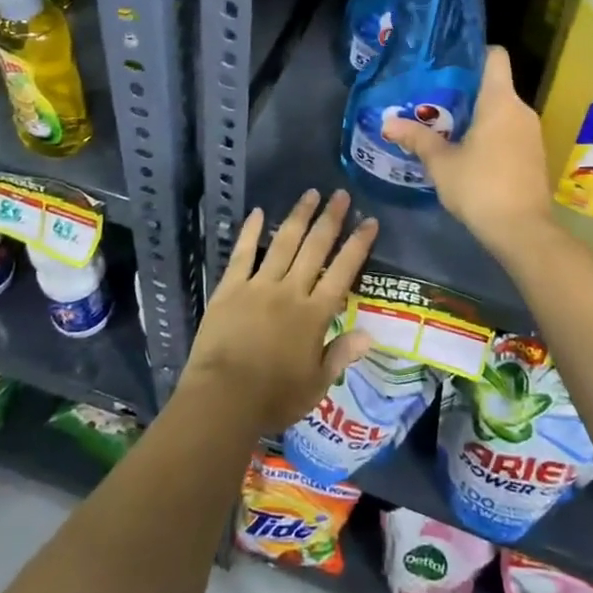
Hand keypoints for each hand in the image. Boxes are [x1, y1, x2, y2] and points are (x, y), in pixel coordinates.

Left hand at [179, 188, 377, 437]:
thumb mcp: (315, 385)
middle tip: (341, 194)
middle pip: (315, 248)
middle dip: (330, 219)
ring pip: (283, 243)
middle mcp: (290, 291)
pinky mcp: (230, 288)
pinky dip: (250, 232)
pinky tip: (257, 212)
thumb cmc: (273, 398)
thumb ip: (340, 355)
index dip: (358, 245)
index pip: (343, 272)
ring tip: (310, 193)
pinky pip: (243, 254)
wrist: (222, 398)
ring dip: (298, 216)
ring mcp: (259, 286)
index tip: (369, 221)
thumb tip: (369, 334)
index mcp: (314, 315)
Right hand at [382, 46, 551, 255]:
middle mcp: (521, 110)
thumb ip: (417, 139)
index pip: (495, 56)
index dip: (474, 54)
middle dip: (467, 92)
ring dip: (480, 117)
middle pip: (496, 86)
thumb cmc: (480, 187)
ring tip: (448, 128)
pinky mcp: (536, 156)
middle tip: (435, 101)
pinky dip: (493, 135)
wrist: (523, 231)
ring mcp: (532, 134)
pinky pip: (511, 132)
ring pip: (503, 112)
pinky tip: (470, 154)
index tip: (450, 65)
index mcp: (500, 101)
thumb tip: (387, 123)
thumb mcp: (441, 163)